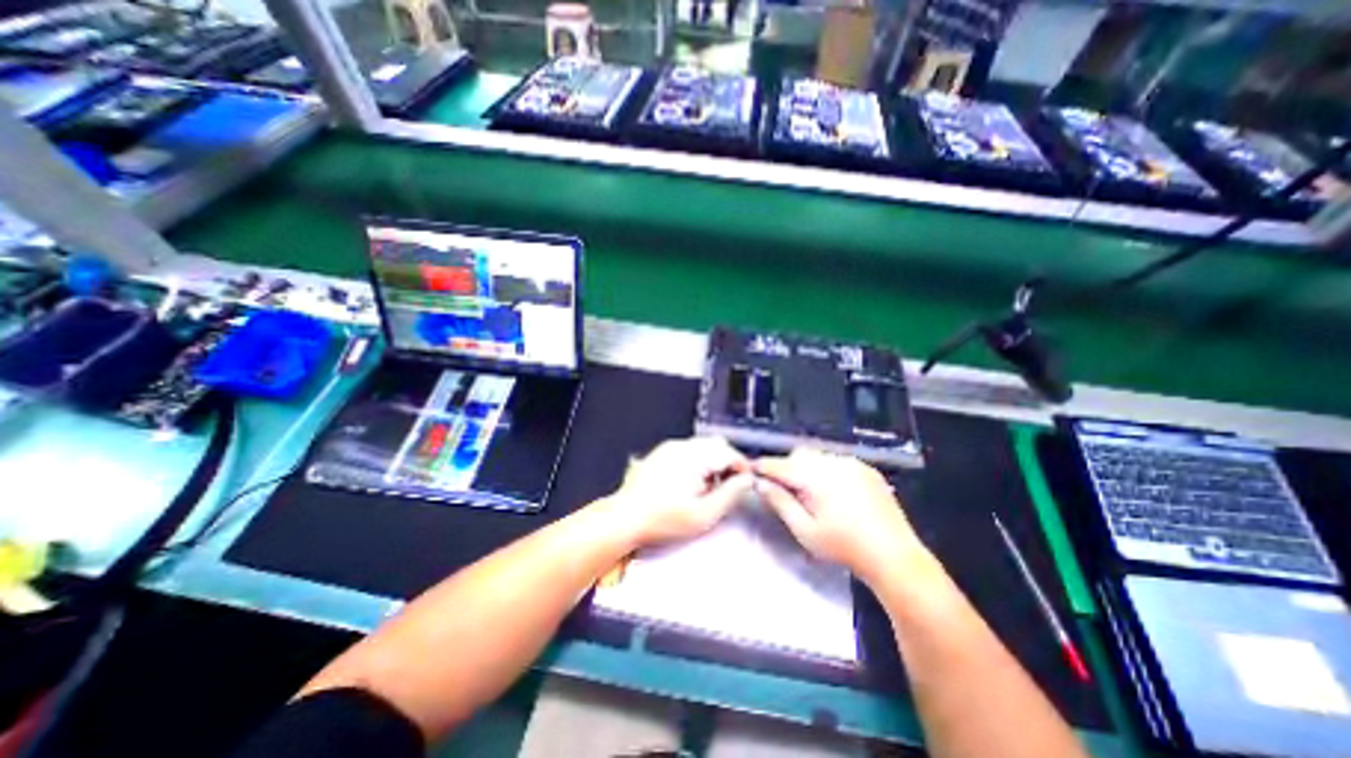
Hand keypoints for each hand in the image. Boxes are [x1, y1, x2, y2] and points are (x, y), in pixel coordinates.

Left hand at [605, 436, 755, 545]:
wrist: (624, 518)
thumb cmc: (663, 519)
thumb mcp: (704, 514)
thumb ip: (731, 494)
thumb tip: (747, 480)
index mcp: (695, 457)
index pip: (730, 453)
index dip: (743, 468)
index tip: (746, 485)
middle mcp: (683, 445)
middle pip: (717, 445)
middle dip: (728, 464)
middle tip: (727, 488)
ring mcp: (670, 447)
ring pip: (703, 447)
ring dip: (713, 463)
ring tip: (708, 489)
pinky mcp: (661, 452)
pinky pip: (689, 450)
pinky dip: (698, 462)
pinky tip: (691, 484)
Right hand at [757, 448, 934, 581]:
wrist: (895, 556)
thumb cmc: (844, 547)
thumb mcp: (805, 530)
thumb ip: (780, 502)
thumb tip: (759, 483)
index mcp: (815, 477)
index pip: (779, 464)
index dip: (763, 467)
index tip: (753, 473)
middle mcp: (832, 463)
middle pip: (799, 454)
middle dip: (788, 467)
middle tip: (786, 490)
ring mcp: (852, 463)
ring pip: (818, 456)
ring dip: (808, 468)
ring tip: (813, 493)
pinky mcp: (867, 469)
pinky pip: (838, 460)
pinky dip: (828, 470)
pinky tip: (836, 493)